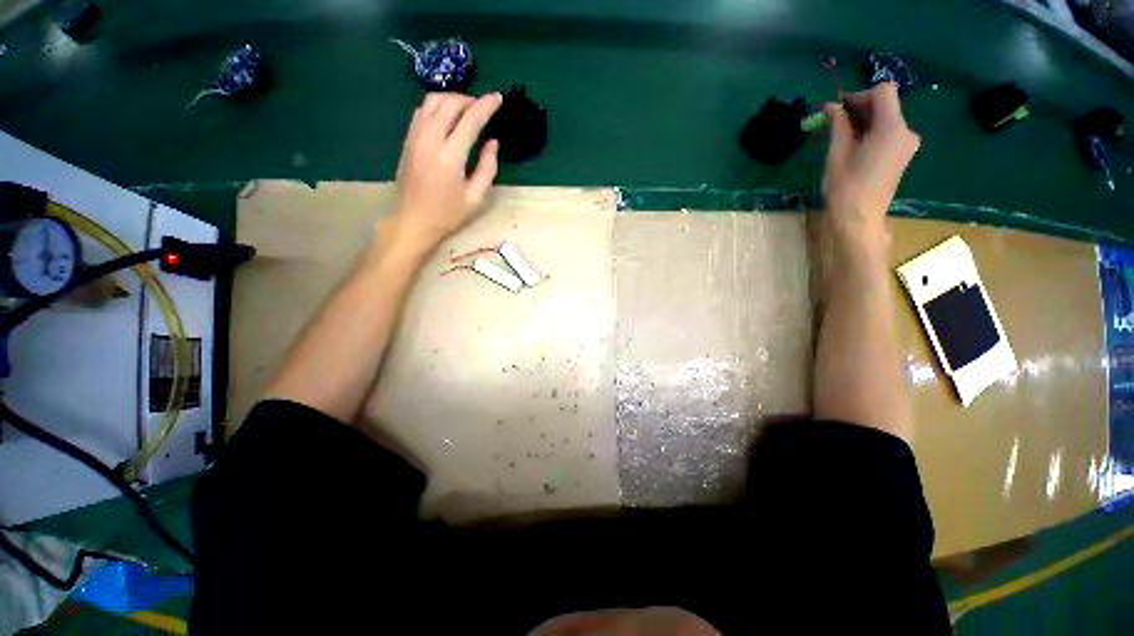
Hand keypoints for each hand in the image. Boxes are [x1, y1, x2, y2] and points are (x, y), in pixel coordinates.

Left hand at [390, 92, 502, 249]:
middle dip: (470, 99)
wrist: (413, 220)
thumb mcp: (476, 197)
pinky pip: (422, 111)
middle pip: (449, 103)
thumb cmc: (448, 214)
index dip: (486, 106)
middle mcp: (430, 140)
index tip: (498, 98)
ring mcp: (415, 137)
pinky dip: (437, 106)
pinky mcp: (408, 140)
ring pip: (432, 102)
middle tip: (484, 106)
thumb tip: (493, 142)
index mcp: (450, 156)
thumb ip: (487, 168)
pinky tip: (447, 116)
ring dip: (452, 99)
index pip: (470, 120)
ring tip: (467, 108)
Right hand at [822, 82, 919, 244]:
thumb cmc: (845, 187)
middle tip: (834, 121)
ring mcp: (906, 144)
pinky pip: (888, 133)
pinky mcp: (902, 155)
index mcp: (892, 128)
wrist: (859, 218)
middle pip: (886, 105)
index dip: (859, 95)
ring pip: (887, 119)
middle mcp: (906, 131)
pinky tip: (854, 145)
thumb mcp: (837, 153)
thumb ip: (838, 125)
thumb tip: (832, 106)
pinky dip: (871, 132)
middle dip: (861, 108)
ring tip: (841, 136)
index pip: (883, 92)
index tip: (838, 108)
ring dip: (865, 121)